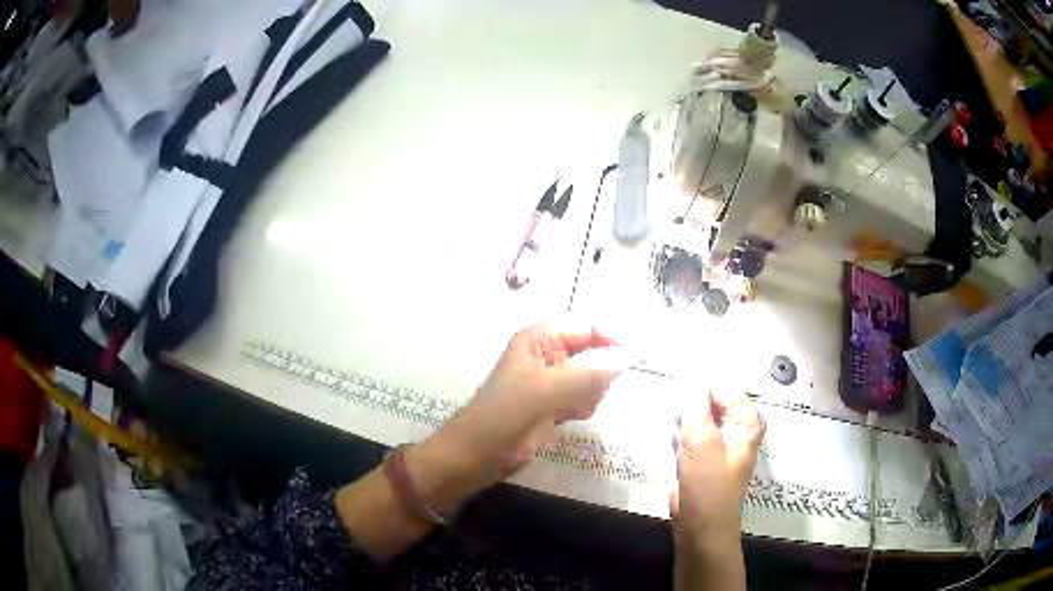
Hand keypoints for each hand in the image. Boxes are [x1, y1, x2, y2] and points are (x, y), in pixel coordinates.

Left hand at [407, 322, 626, 513]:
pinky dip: (583, 406)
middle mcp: (547, 355)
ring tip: (574, 407)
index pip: (586, 326)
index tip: (634, 358)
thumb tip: (630, 356)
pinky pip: (584, 397)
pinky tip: (569, 417)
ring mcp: (551, 381)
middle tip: (591, 390)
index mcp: (539, 339)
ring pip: (592, 377)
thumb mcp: (546, 390)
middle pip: (592, 352)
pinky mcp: (553, 405)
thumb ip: (589, 372)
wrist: (478, 456)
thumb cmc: (504, 415)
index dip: (611, 339)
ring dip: (591, 392)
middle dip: (598, 372)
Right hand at [671, 391, 763, 546]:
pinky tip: (671, 439)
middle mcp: (736, 431)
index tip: (677, 385)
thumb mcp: (701, 438)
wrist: (700, 525)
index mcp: (746, 423)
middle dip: (691, 404)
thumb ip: (695, 404)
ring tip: (672, 426)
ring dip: (684, 419)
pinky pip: (692, 436)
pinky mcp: (703, 459)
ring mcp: (719, 445)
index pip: (725, 390)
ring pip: (699, 420)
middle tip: (673, 409)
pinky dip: (681, 434)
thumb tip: (691, 376)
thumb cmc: (707, 482)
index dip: (701, 386)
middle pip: (713, 403)